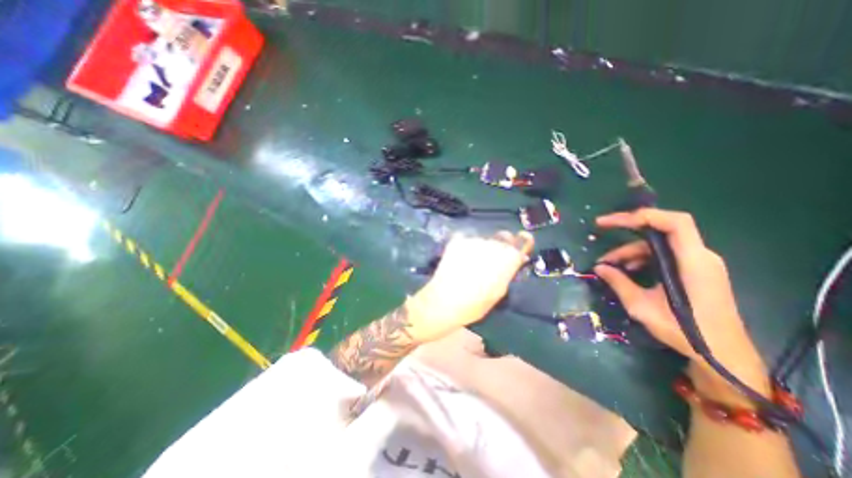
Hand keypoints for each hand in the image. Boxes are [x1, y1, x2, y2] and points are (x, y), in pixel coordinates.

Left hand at [406, 232, 530, 343]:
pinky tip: (458, 260)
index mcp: (508, 258)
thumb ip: (508, 271)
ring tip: (470, 264)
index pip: (523, 240)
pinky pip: (467, 241)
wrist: (444, 301)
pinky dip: (465, 247)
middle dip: (499, 246)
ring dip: (481, 248)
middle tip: (489, 260)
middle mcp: (494, 244)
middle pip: (502, 238)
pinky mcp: (457, 240)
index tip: (517, 244)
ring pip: (483, 240)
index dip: (521, 241)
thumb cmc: (475, 304)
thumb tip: (516, 258)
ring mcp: (474, 240)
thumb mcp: (499, 291)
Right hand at [593, 209, 773, 398]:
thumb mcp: (642, 307)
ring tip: (610, 266)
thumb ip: (619, 283)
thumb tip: (599, 268)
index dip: (642, 215)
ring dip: (631, 251)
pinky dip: (642, 259)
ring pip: (659, 244)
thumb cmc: (685, 331)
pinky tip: (628, 272)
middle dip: (628, 232)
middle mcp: (700, 257)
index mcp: (693, 262)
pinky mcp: (696, 271)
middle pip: (660, 231)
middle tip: (601, 232)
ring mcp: (700, 263)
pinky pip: (664, 255)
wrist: (723, 355)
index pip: (674, 222)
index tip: (611, 222)